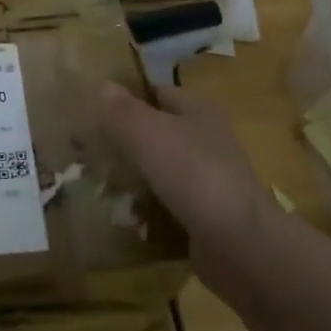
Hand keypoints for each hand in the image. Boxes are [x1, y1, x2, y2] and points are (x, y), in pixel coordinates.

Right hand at [100, 81, 270, 245]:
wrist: (240, 244)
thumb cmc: (193, 174)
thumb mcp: (147, 132)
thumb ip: (121, 109)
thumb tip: (100, 85)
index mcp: (198, 109)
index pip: (157, 92)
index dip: (127, 97)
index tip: (94, 110)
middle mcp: (208, 138)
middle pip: (159, 130)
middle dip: (127, 138)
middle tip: (89, 147)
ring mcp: (210, 178)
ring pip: (162, 167)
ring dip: (136, 174)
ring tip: (99, 180)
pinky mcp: (208, 214)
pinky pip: (169, 201)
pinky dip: (149, 206)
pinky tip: (124, 212)